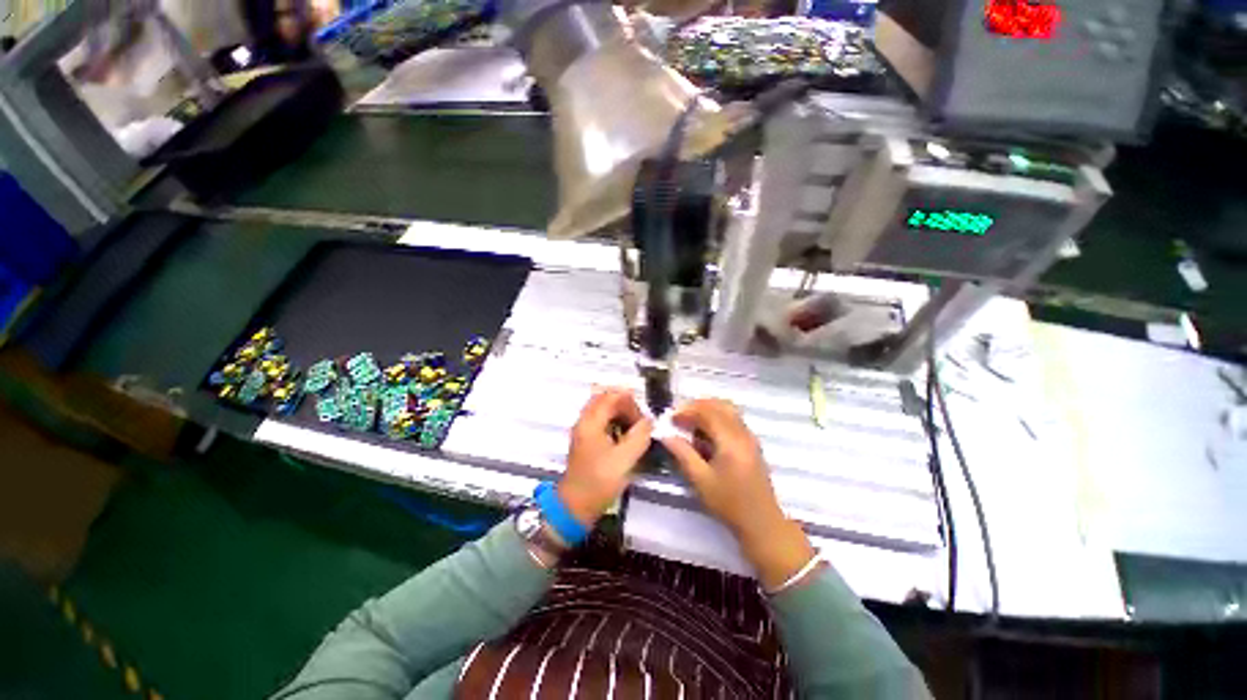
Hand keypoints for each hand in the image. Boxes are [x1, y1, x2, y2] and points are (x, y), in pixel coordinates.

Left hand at [559, 389, 653, 529]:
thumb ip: (639, 436)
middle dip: (625, 404)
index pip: (611, 396)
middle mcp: (585, 421)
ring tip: (635, 427)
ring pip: (602, 409)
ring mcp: (584, 431)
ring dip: (620, 413)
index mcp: (591, 422)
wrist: (575, 506)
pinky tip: (625, 436)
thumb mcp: (624, 459)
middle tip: (640, 420)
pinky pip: (601, 421)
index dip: (630, 401)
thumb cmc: (599, 482)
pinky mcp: (586, 440)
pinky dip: (614, 421)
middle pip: (605, 398)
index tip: (644, 415)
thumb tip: (649, 420)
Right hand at [661, 399, 816, 589]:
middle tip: (679, 417)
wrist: (761, 522)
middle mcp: (743, 433)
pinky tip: (705, 433)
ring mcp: (749, 436)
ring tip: (690, 423)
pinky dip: (717, 417)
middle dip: (697, 406)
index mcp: (731, 441)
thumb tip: (665, 435)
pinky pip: (733, 419)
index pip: (707, 412)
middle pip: (719, 405)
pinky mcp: (751, 443)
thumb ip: (682, 453)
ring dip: (707, 410)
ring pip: (727, 409)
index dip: (687, 411)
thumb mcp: (700, 480)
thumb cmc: (728, 503)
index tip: (671, 419)